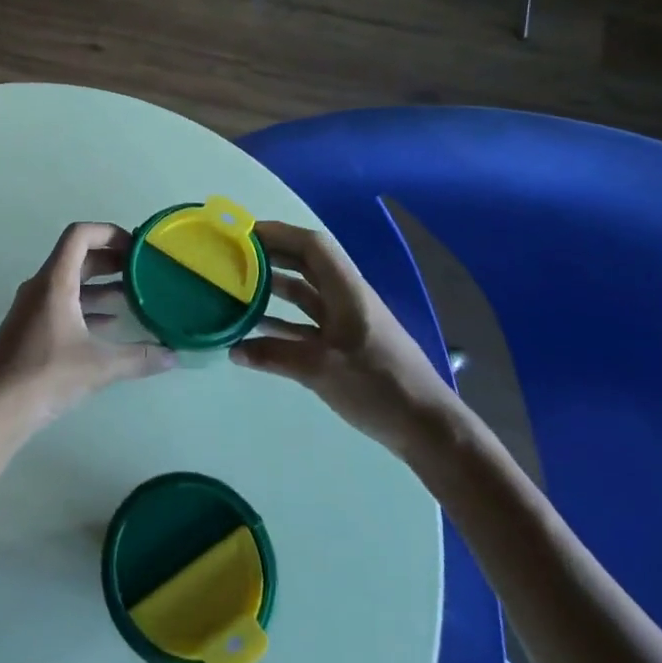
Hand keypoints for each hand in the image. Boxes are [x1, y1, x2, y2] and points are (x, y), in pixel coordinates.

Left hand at [0, 222, 174, 438]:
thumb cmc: (45, 376)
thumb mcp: (98, 366)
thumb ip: (139, 358)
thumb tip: (174, 355)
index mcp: (54, 281)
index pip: (79, 235)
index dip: (109, 232)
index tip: (136, 247)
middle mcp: (41, 286)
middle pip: (77, 257)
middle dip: (110, 259)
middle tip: (142, 270)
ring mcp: (33, 307)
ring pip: (70, 282)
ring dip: (100, 284)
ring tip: (133, 295)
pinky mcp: (31, 328)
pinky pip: (63, 304)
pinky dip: (87, 306)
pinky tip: (110, 324)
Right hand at [231, 221, 457, 457]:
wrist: (429, 429)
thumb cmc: (378, 386)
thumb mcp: (321, 369)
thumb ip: (274, 355)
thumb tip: (232, 350)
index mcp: (347, 290)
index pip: (311, 245)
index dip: (278, 233)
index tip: (244, 234)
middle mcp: (347, 298)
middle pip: (306, 264)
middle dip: (271, 255)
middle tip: (234, 256)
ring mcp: (347, 322)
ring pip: (306, 294)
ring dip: (275, 288)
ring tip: (238, 286)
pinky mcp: (346, 347)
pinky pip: (307, 323)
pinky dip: (283, 322)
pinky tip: (257, 332)